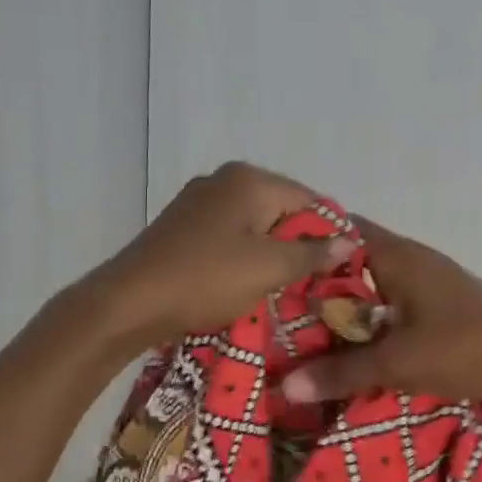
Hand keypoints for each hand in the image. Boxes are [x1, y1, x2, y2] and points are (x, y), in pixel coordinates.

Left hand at [82, 162, 355, 350]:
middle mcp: (223, 181)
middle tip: (314, 285)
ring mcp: (197, 203)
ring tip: (283, 291)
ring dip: (270, 256)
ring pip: (252, 228)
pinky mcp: (180, 229)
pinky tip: (245, 286)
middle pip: (280, 211)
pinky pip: (227, 239)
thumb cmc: (206, 279)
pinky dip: (242, 260)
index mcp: (249, 179)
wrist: (130, 302)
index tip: (341, 271)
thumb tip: (351, 239)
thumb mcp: (269, 268)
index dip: (330, 234)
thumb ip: (313, 253)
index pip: (309, 200)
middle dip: (299, 246)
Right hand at [280, 220, 481, 406]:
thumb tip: (283, 387)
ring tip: (294, 322)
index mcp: (398, 256)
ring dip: (339, 301)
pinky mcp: (436, 308)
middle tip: (269, 299)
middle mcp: (410, 260)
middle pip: (349, 259)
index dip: (302, 238)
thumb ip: (341, 373)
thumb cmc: (468, 351)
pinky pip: (386, 304)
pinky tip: (342, 340)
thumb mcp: (399, 363)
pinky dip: (362, 317)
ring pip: (368, 284)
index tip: (264, 256)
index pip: (339, 229)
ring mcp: (426, 283)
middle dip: (313, 277)